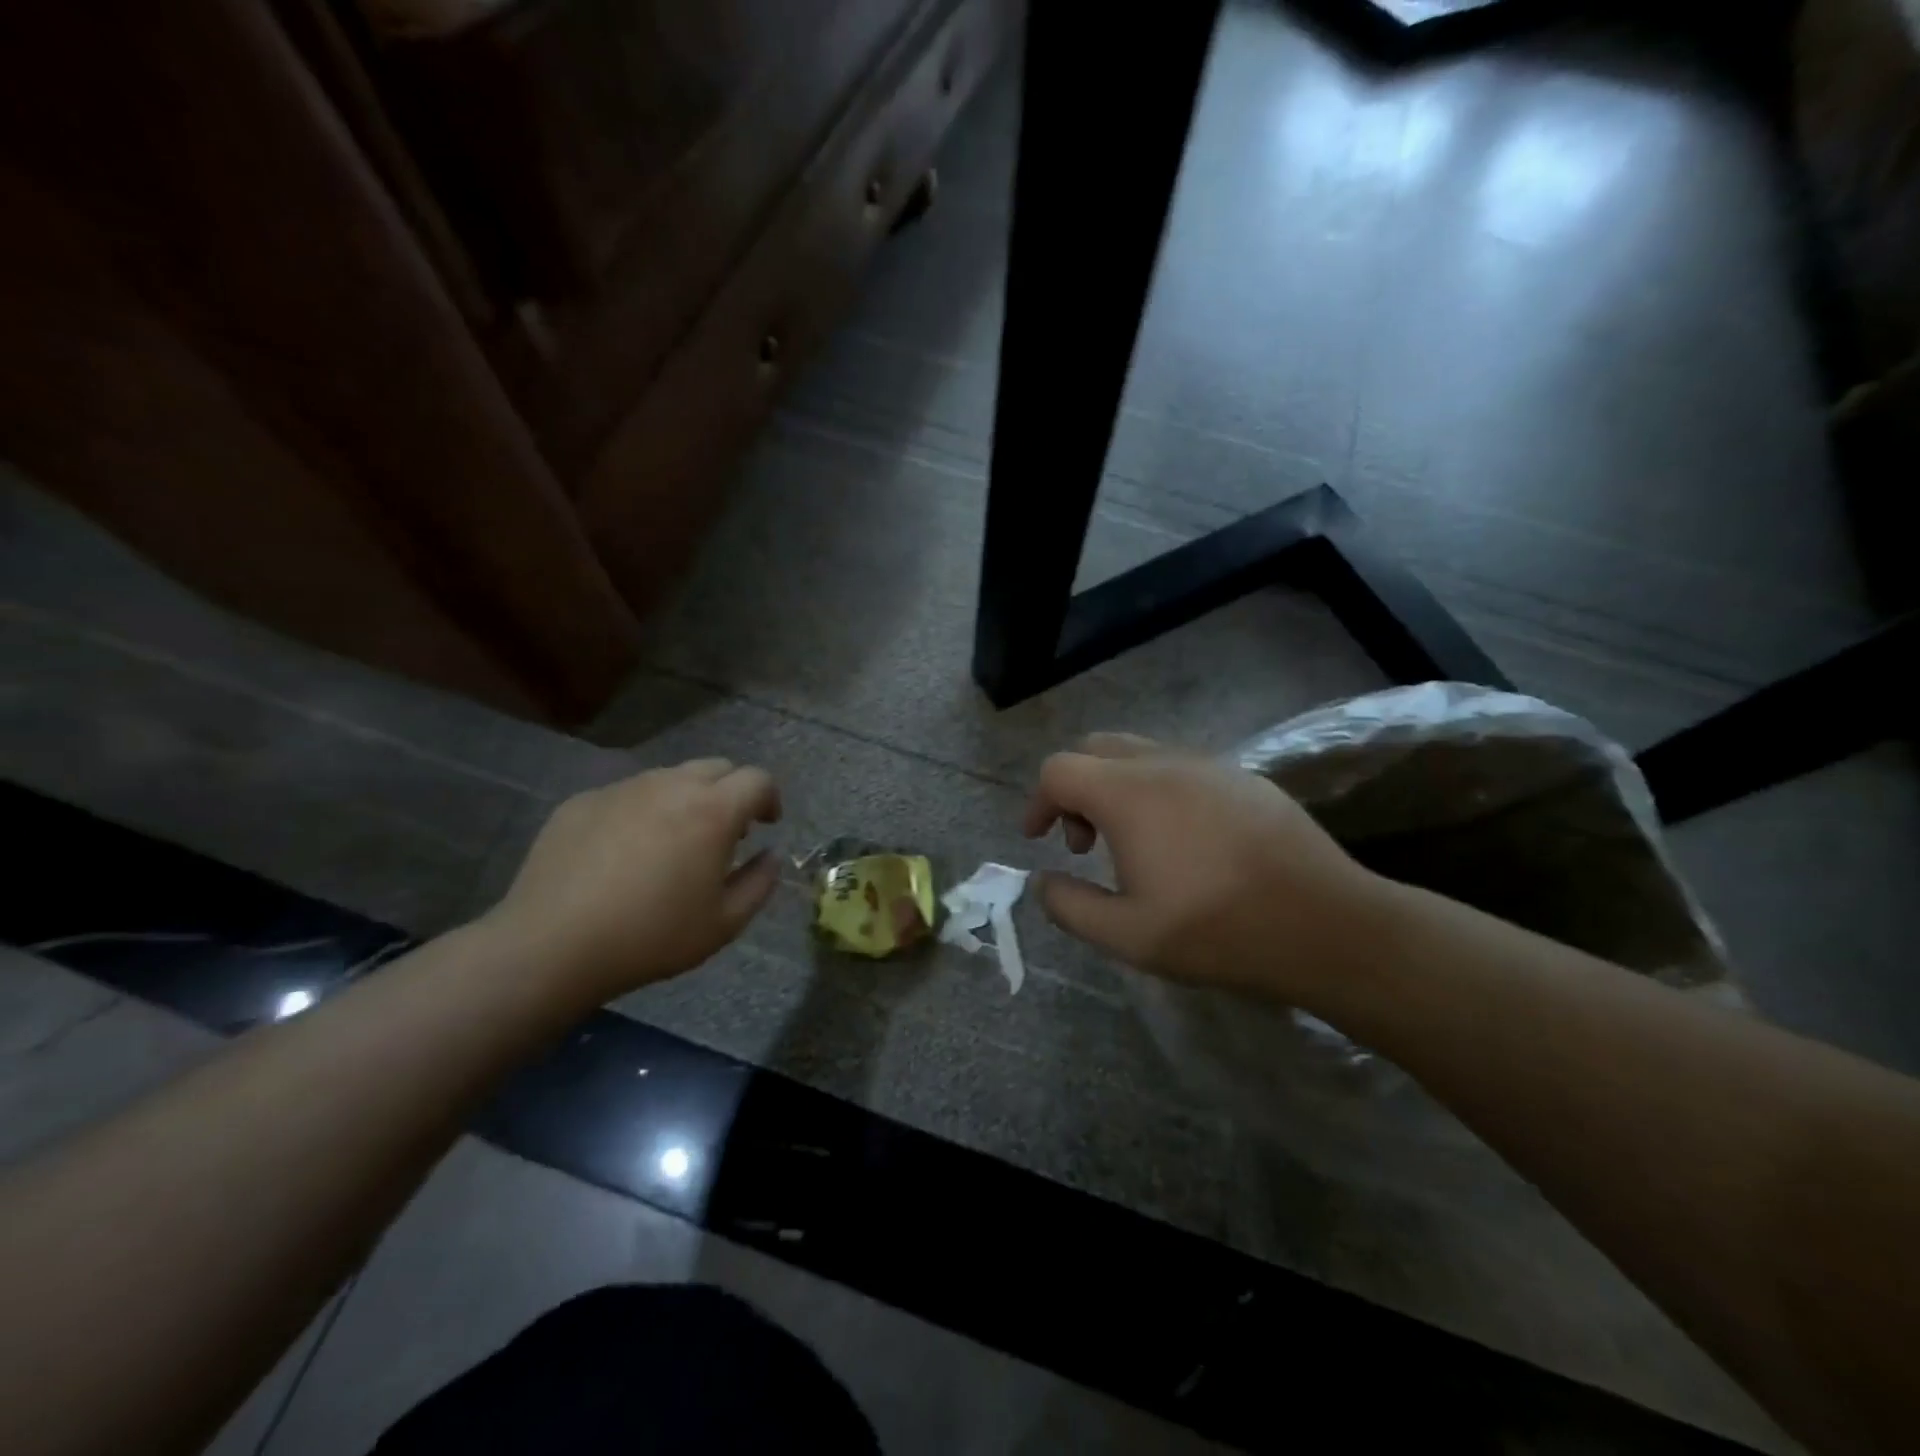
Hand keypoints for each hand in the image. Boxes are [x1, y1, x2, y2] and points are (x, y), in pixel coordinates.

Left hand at [485, 758, 782, 1003]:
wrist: (551, 945)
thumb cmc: (651, 937)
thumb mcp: (724, 924)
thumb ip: (760, 883)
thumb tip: (770, 855)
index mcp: (712, 811)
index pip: (757, 779)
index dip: (770, 798)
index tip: (766, 824)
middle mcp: (670, 786)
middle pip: (716, 767)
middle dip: (731, 792)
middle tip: (724, 833)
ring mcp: (622, 789)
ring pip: (670, 778)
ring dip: (686, 800)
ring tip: (673, 844)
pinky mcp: (583, 802)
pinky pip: (627, 795)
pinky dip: (642, 812)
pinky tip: (624, 854)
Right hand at [1023, 733, 1389, 1000]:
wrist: (1325, 925)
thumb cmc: (1217, 930)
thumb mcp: (1127, 935)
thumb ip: (1069, 906)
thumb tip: (1042, 881)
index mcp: (1127, 793)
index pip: (1059, 770)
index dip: (1038, 802)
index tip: (1037, 839)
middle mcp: (1164, 762)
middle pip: (1096, 749)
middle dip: (1075, 790)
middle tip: (1085, 843)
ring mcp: (1209, 765)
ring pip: (1140, 755)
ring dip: (1117, 789)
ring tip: (1133, 845)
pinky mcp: (1244, 778)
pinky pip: (1181, 767)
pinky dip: (1157, 791)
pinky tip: (1182, 841)